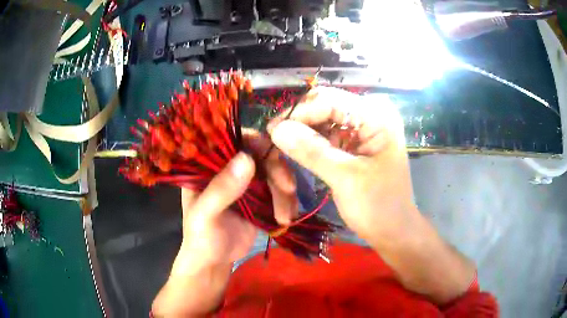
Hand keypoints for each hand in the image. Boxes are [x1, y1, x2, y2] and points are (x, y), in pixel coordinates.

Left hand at [153, 132, 297, 315]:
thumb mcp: (204, 215)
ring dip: (285, 190)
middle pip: (259, 153)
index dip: (254, 140)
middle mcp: (228, 167)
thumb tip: (247, 158)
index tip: (272, 155)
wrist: (214, 262)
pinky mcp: (260, 196)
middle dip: (277, 169)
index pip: (231, 139)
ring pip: (274, 171)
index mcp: (208, 165)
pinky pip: (279, 189)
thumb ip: (221, 189)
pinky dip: (288, 201)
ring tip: (285, 216)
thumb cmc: (201, 238)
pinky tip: (287, 217)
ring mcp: (246, 181)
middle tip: (287, 188)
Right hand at [268, 86, 415, 246]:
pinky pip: (326, 135)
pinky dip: (310, 145)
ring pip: (321, 120)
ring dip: (302, 135)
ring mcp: (362, 128)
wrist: (394, 230)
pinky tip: (298, 155)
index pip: (329, 100)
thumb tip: (276, 128)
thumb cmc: (378, 206)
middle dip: (299, 123)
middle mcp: (370, 114)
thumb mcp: (345, 178)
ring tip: (282, 151)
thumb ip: (311, 151)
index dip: (299, 113)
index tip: (272, 132)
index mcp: (376, 116)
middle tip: (274, 142)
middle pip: (324, 106)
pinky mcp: (355, 142)